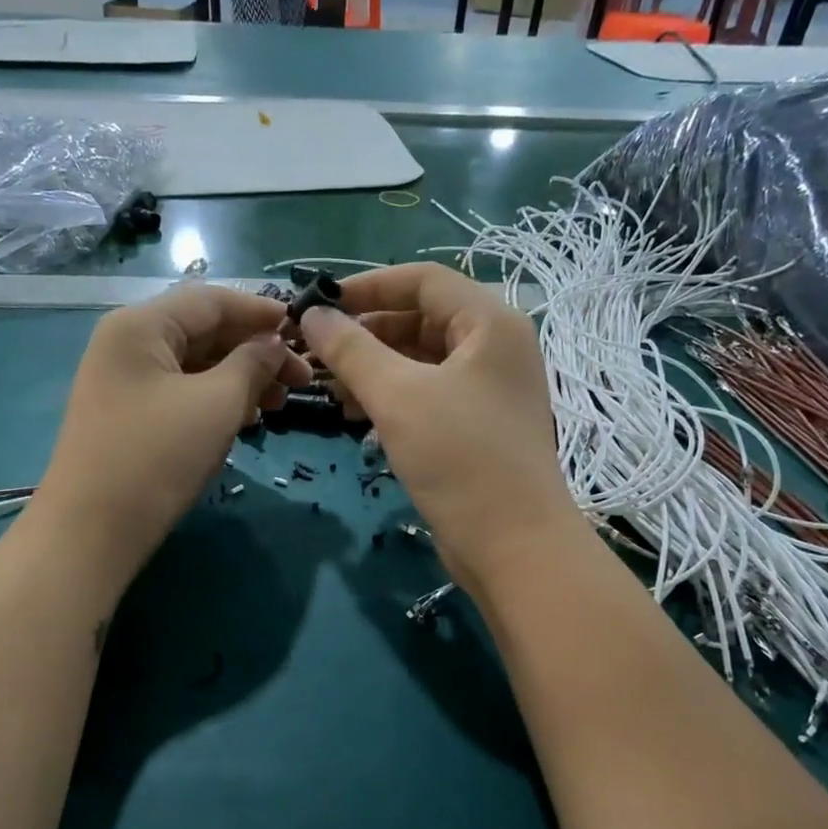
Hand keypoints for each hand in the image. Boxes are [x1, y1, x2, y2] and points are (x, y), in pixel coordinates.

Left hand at [34, 284, 309, 589]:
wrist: (92, 531)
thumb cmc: (157, 458)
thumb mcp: (216, 404)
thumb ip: (252, 364)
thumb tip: (274, 344)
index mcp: (141, 326)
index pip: (211, 301)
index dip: (261, 312)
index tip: (303, 330)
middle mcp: (129, 343)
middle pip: (204, 332)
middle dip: (255, 351)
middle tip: (301, 379)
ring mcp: (125, 382)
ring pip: (196, 366)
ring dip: (241, 378)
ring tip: (279, 403)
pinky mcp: (130, 416)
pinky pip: (182, 393)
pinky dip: (217, 400)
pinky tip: (246, 418)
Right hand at [298, 264, 580, 594]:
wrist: (514, 547)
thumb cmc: (460, 459)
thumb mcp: (398, 397)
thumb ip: (352, 350)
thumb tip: (313, 314)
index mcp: (491, 323)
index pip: (423, 281)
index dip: (368, 287)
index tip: (319, 306)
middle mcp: (496, 348)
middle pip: (422, 321)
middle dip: (367, 336)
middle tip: (318, 357)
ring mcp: (490, 390)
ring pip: (422, 362)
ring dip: (376, 371)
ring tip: (333, 393)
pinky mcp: (480, 428)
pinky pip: (430, 396)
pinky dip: (395, 400)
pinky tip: (360, 419)